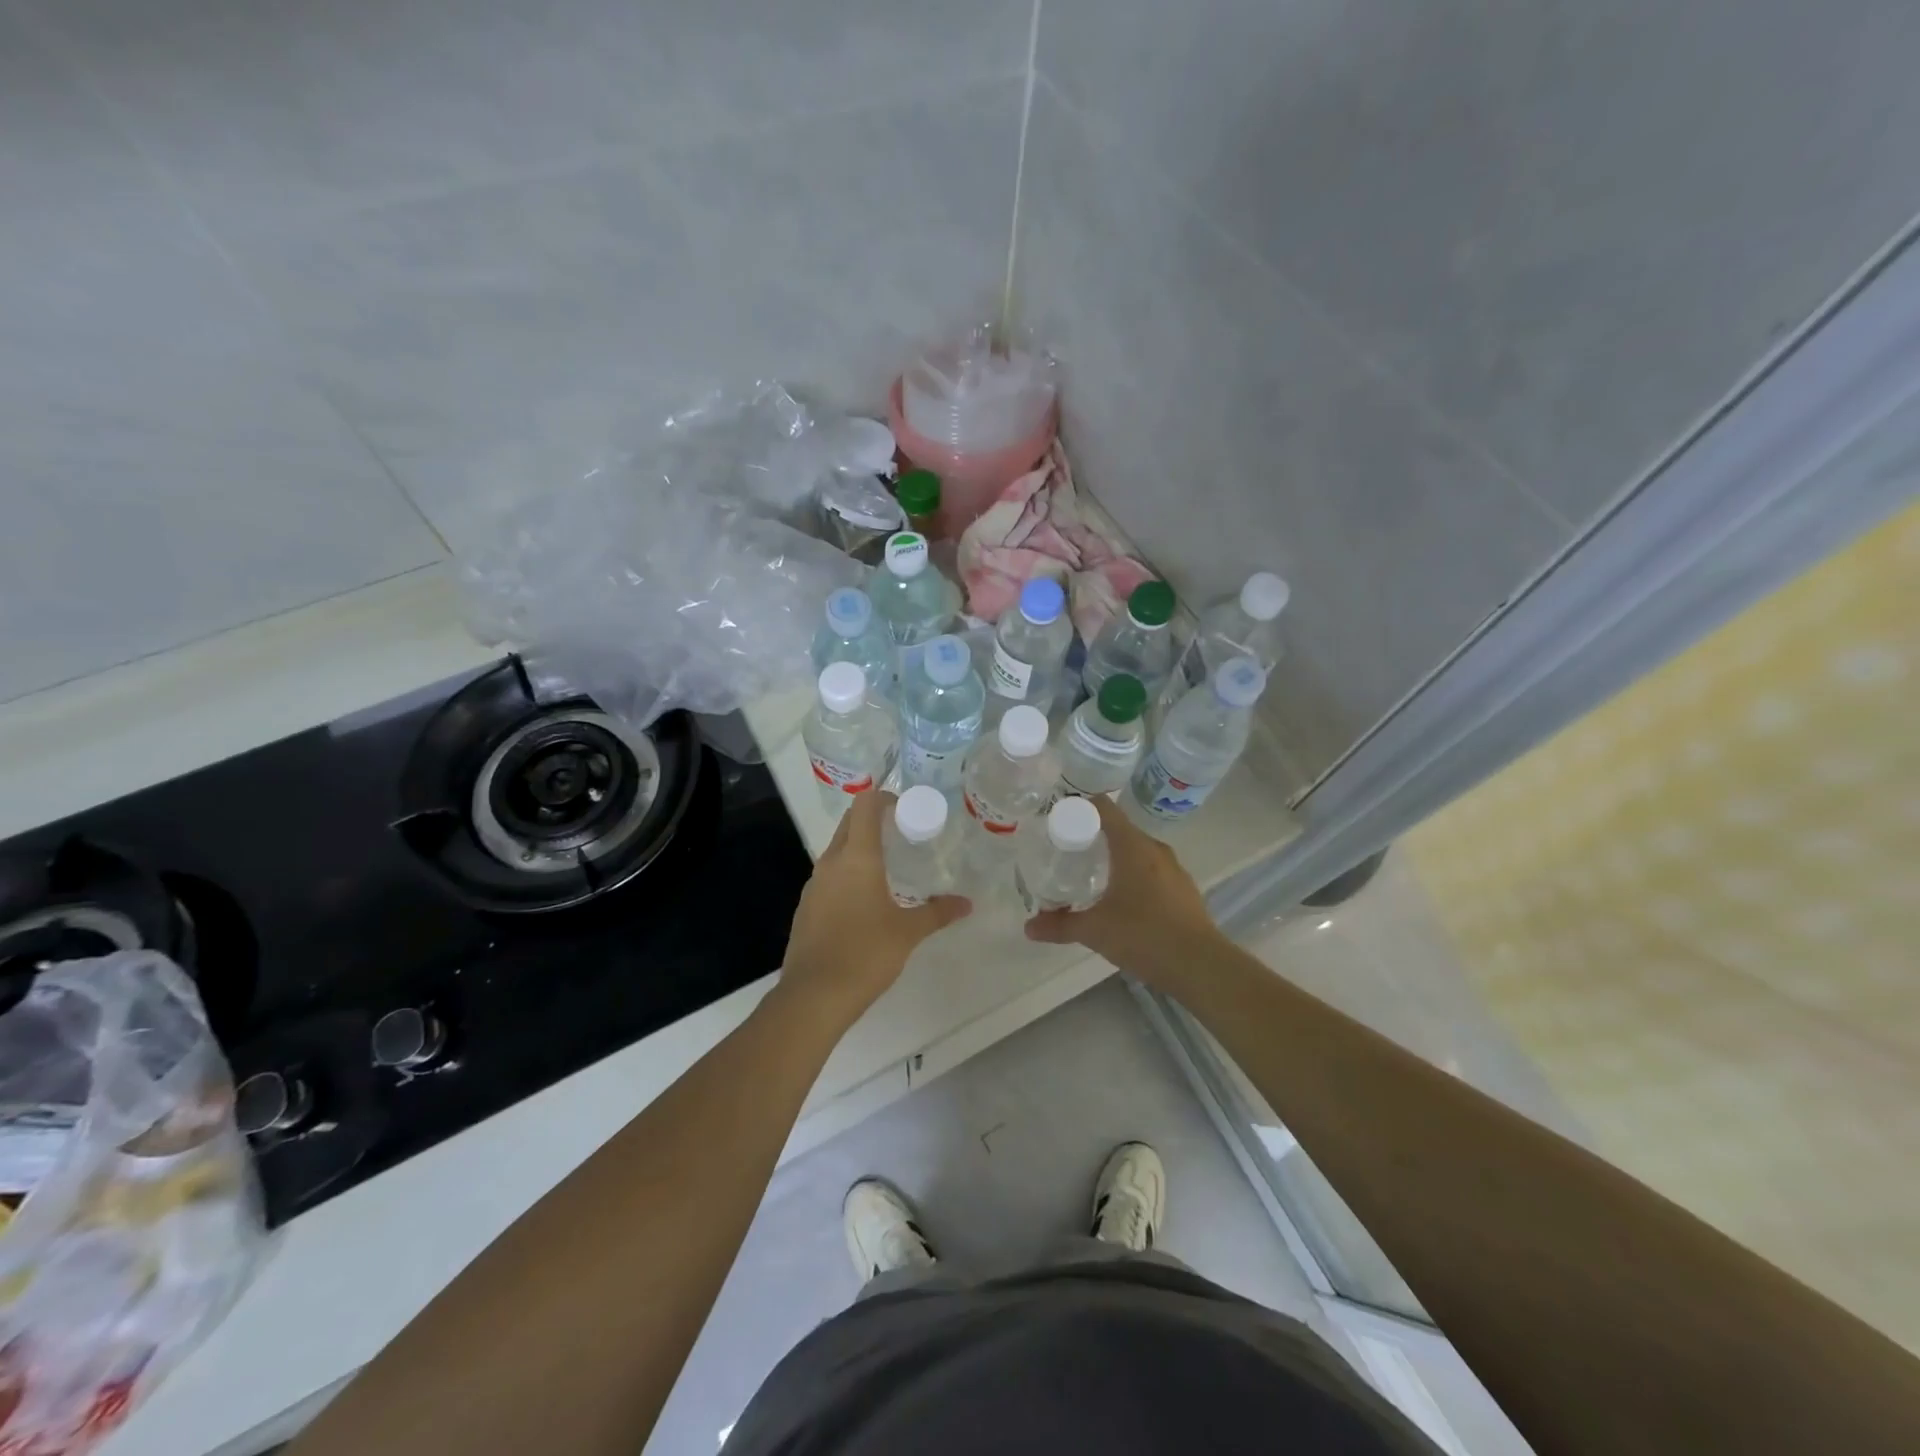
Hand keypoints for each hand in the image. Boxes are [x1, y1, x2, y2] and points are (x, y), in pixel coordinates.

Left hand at [775, 790, 969, 1030]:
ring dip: (859, 848)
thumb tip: (966, 904)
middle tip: (902, 834)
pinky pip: (829, 877)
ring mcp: (814, 885)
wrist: (814, 996)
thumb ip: (937, 912)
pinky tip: (865, 901)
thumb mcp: (908, 932)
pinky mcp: (806, 907)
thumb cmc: (866, 953)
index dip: (884, 798)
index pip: (865, 806)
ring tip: (888, 867)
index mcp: (857, 857)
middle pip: (849, 823)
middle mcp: (831, 862)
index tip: (905, 808)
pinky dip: (847, 875)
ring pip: (837, 851)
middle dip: (873, 820)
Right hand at [1025, 795, 1217, 988]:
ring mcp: (1173, 870)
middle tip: (1065, 851)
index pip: (1104, 808)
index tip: (1058, 819)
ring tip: (1089, 876)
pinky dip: (1132, 876)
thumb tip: (1029, 928)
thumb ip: (1060, 925)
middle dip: (1092, 837)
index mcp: (1132, 846)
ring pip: (1137, 852)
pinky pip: (1151, 872)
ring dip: (1114, 858)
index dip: (1080, 807)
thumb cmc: (1144, 935)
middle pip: (1119, 830)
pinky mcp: (1183, 890)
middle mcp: (1154, 849)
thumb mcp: (1094, 930)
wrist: (1200, 966)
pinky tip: (1120, 900)